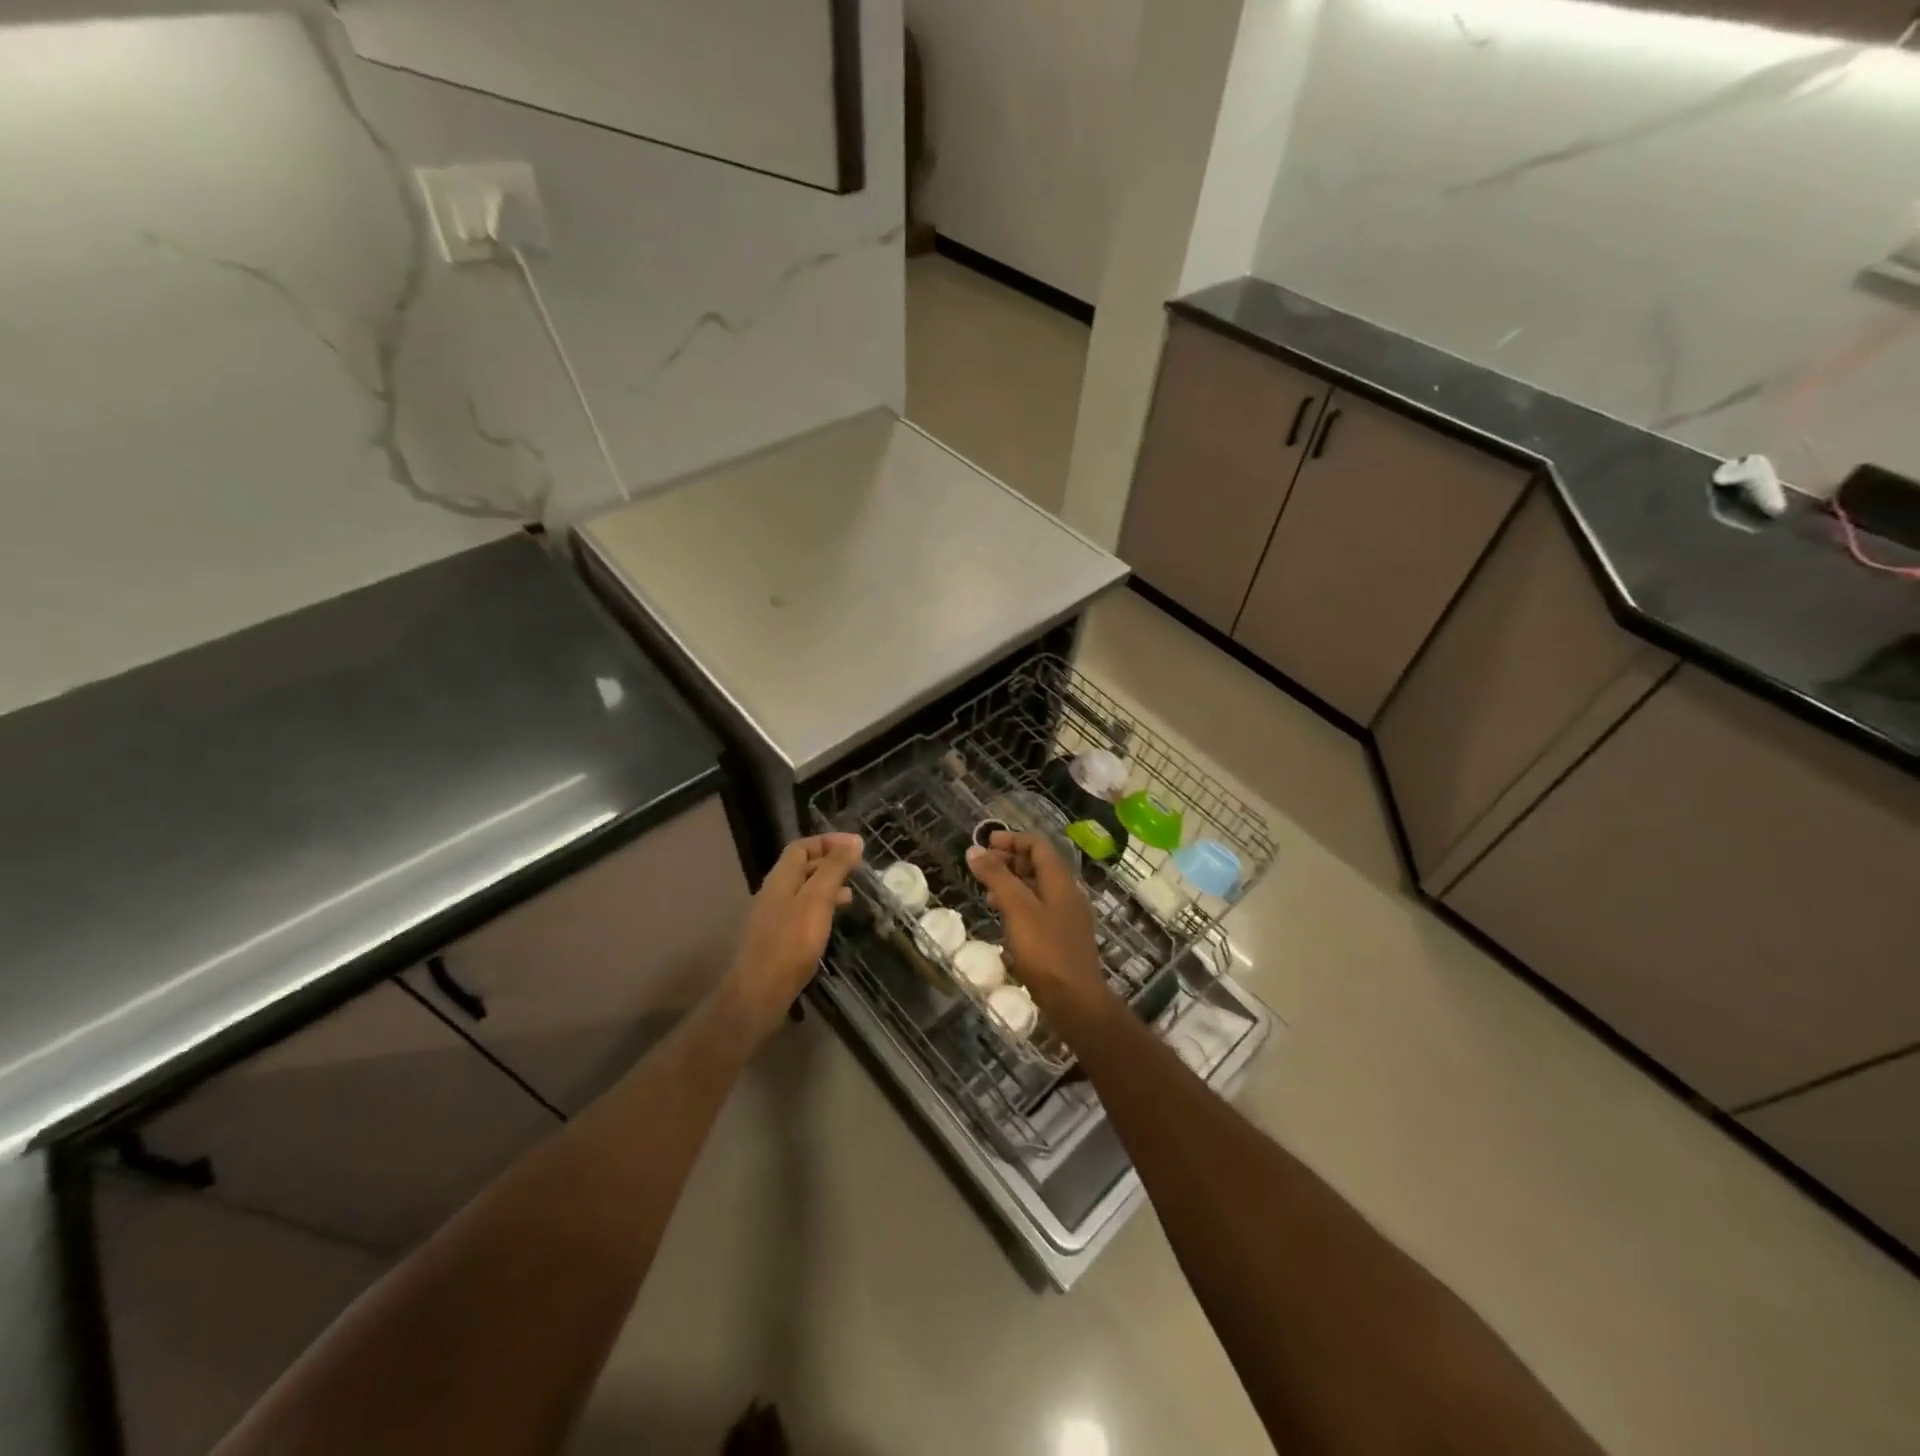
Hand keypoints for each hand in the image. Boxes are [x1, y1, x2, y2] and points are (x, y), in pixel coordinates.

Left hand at [722, 833, 862, 1043]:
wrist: (759, 992)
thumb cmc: (790, 942)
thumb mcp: (817, 899)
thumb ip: (834, 869)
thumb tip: (853, 842)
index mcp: (781, 878)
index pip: (802, 846)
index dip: (828, 841)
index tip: (856, 846)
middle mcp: (773, 892)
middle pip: (801, 867)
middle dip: (830, 863)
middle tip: (857, 869)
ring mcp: (773, 917)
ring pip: (803, 891)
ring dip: (827, 887)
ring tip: (851, 896)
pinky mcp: (777, 939)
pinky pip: (801, 912)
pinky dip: (820, 909)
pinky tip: (832, 923)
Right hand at [965, 831, 1107, 1014]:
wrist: (1075, 1001)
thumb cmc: (1046, 951)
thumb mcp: (1017, 909)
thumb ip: (997, 877)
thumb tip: (975, 850)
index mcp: (1061, 881)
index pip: (1038, 845)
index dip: (1012, 839)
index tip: (985, 843)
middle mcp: (1067, 894)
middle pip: (1039, 864)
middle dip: (1010, 860)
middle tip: (982, 866)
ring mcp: (1067, 917)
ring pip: (1037, 888)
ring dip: (1012, 882)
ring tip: (986, 890)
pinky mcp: (1061, 939)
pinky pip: (1038, 909)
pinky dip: (1019, 904)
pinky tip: (1003, 918)